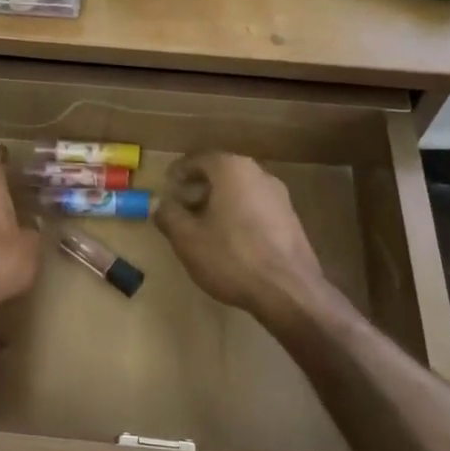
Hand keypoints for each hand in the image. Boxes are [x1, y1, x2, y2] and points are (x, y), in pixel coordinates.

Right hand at [155, 153, 327, 320]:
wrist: (289, 291)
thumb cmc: (231, 257)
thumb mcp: (187, 238)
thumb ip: (168, 215)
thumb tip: (158, 203)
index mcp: (232, 169)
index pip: (198, 159)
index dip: (178, 172)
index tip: (166, 188)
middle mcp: (258, 174)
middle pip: (221, 173)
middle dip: (198, 188)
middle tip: (181, 208)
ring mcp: (279, 196)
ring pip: (240, 190)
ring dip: (218, 203)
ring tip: (202, 227)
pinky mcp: (291, 219)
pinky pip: (256, 207)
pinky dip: (238, 215)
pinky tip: (229, 241)